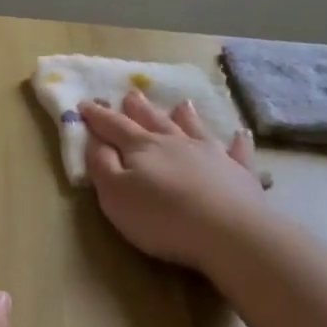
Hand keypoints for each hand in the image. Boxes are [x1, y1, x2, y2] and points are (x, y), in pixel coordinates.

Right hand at [81, 91, 267, 271]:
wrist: (228, 231)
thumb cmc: (161, 217)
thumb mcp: (115, 195)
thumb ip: (102, 165)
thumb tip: (96, 140)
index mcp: (142, 148)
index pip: (115, 127)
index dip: (99, 116)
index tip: (85, 103)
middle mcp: (176, 143)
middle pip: (154, 121)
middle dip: (139, 109)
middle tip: (131, 94)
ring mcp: (212, 154)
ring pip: (194, 129)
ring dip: (185, 116)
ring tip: (182, 104)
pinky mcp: (239, 172)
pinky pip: (238, 151)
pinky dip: (238, 142)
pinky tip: (241, 134)